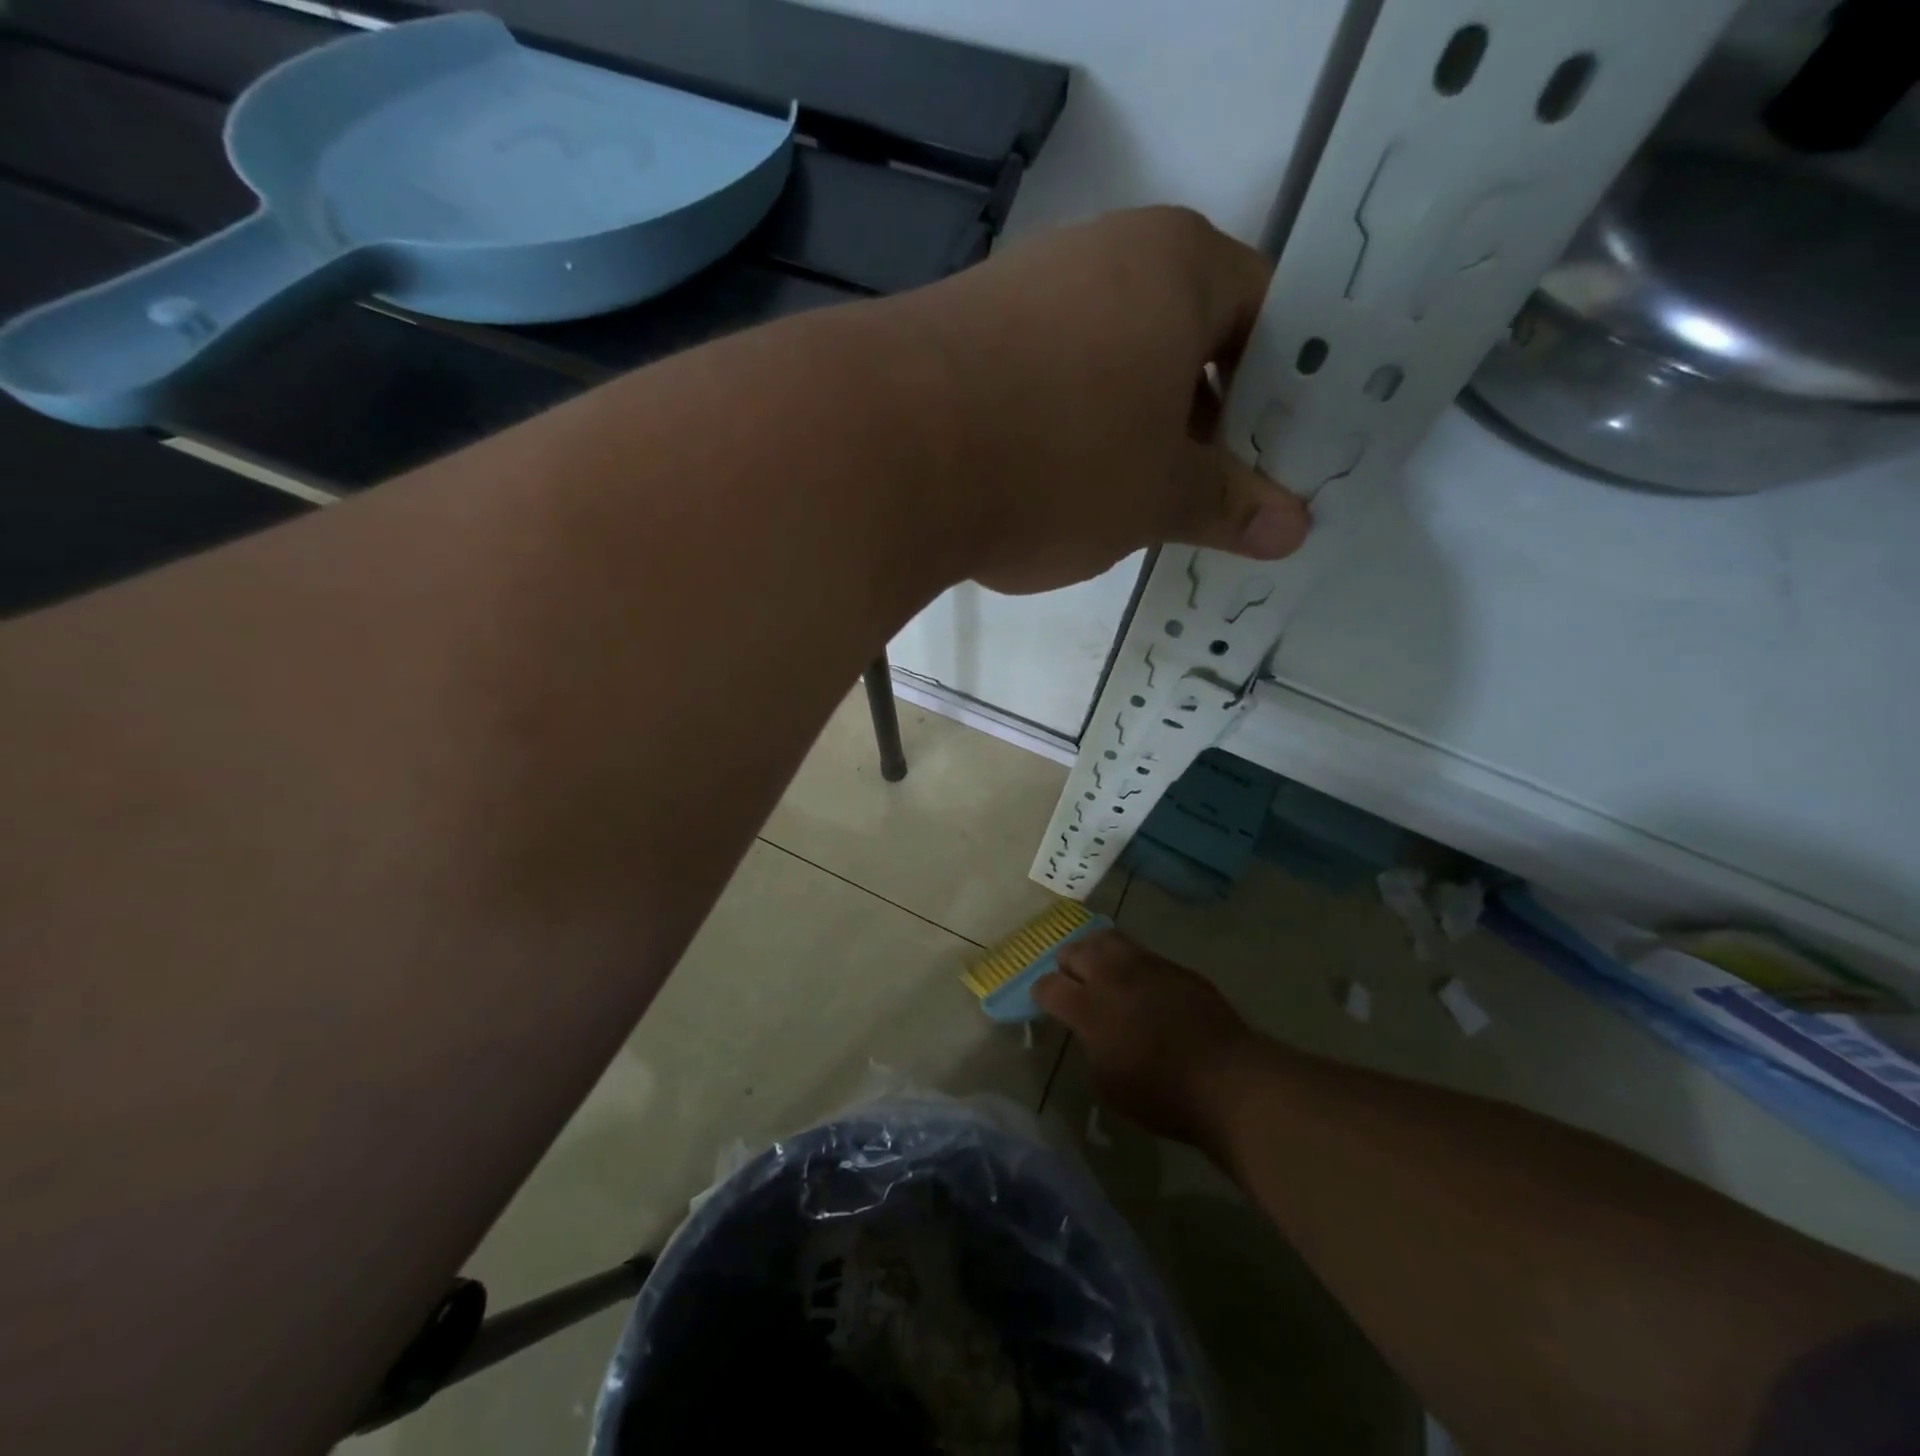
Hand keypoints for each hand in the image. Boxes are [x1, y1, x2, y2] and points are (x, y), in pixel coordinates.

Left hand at [891, 207, 1308, 594]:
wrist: (884, 451)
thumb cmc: (1058, 462)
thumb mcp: (1157, 496)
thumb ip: (1226, 504)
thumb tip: (1294, 528)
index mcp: (1177, 265)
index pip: (1262, 311)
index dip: (1273, 389)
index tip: (1263, 456)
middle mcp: (1100, 253)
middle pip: (1177, 336)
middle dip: (1193, 418)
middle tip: (1197, 494)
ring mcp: (1020, 289)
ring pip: (1102, 363)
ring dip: (1120, 431)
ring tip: (1117, 504)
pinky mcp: (959, 335)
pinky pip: (1037, 380)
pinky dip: (1054, 430)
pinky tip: (1040, 487)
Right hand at [1032, 929, 1257, 1148]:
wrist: (1226, 1079)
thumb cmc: (1161, 1094)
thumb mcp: (1108, 1085)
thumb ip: (1090, 1048)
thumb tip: (1091, 1031)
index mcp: (1089, 1008)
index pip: (1049, 986)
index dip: (1041, 993)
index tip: (1044, 1001)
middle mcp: (1113, 976)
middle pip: (1075, 951)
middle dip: (1066, 965)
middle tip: (1071, 981)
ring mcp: (1146, 965)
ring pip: (1108, 940)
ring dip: (1095, 952)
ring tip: (1099, 968)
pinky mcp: (1175, 967)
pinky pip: (1142, 954)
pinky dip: (1130, 963)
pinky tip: (1139, 983)